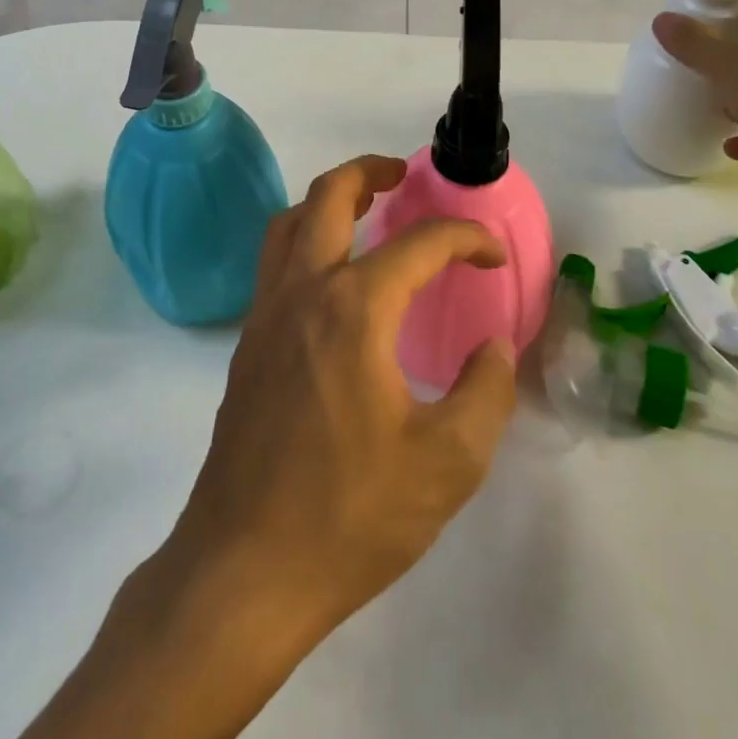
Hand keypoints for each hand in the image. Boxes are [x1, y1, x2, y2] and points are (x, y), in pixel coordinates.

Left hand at [165, 155, 517, 640]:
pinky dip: (305, 240)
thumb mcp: (447, 464)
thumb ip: (484, 393)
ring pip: (290, 222)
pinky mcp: (248, 343)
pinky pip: (275, 262)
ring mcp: (266, 314)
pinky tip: (334, 280)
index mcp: (354, 309)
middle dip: (369, 171)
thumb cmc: (350, 515)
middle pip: (328, 196)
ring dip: (328, 200)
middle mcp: (303, 292)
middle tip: (402, 175)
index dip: (464, 238)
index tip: (492, 255)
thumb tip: (493, 347)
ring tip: (365, 209)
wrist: (244, 567)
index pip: (419, 244)